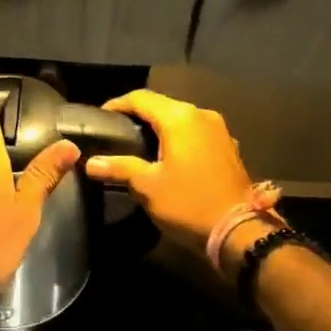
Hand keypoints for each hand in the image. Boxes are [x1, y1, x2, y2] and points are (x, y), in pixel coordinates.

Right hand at [84, 90, 253, 253]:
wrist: (240, 232)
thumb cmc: (188, 204)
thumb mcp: (147, 186)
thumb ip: (119, 167)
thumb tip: (90, 162)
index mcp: (179, 118)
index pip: (141, 98)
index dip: (117, 104)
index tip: (101, 117)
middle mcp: (201, 115)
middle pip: (162, 105)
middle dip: (138, 114)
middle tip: (116, 131)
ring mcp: (219, 130)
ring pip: (180, 118)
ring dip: (159, 126)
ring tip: (138, 143)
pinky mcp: (228, 147)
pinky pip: (195, 132)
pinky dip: (178, 137)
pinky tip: (167, 155)